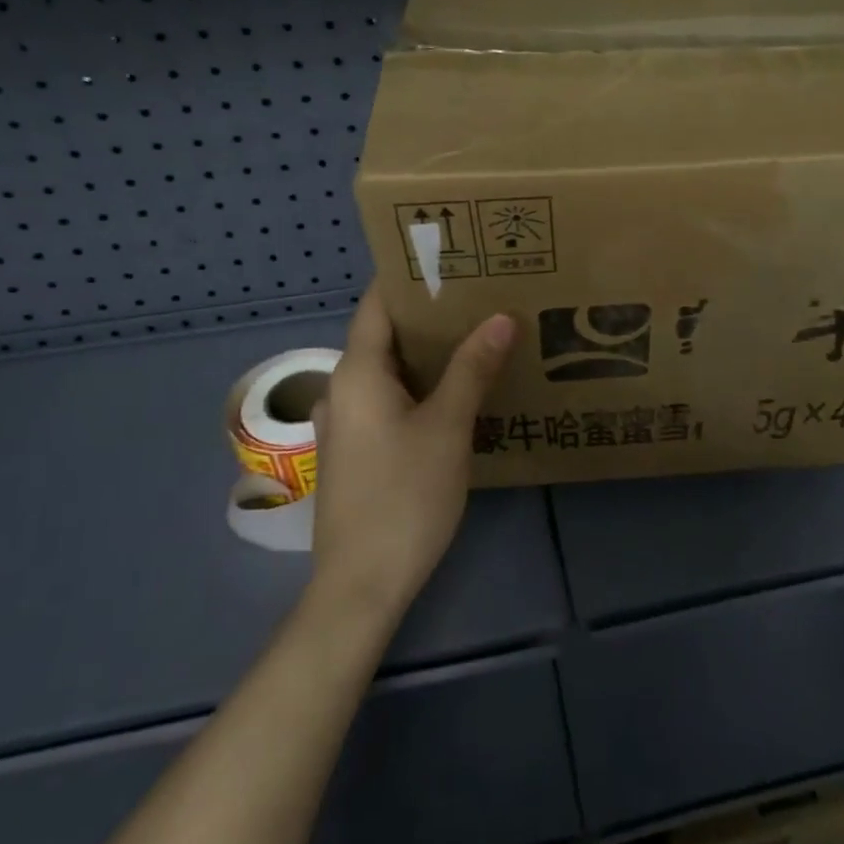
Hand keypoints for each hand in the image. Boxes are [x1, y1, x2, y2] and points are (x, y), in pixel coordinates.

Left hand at [309, 284, 516, 624]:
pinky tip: (455, 393)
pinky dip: (418, 385)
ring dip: (426, 353)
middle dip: (429, 315)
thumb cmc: (404, 496)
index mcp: (356, 372)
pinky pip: (388, 400)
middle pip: (384, 335)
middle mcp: (341, 389)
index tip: (452, 259)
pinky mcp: (356, 452)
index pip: (378, 303)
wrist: (362, 584)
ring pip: (388, 371)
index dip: (409, 277)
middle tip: (479, 296)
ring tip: (475, 336)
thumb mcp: (448, 426)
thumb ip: (472, 368)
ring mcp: (345, 424)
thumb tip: (501, 317)